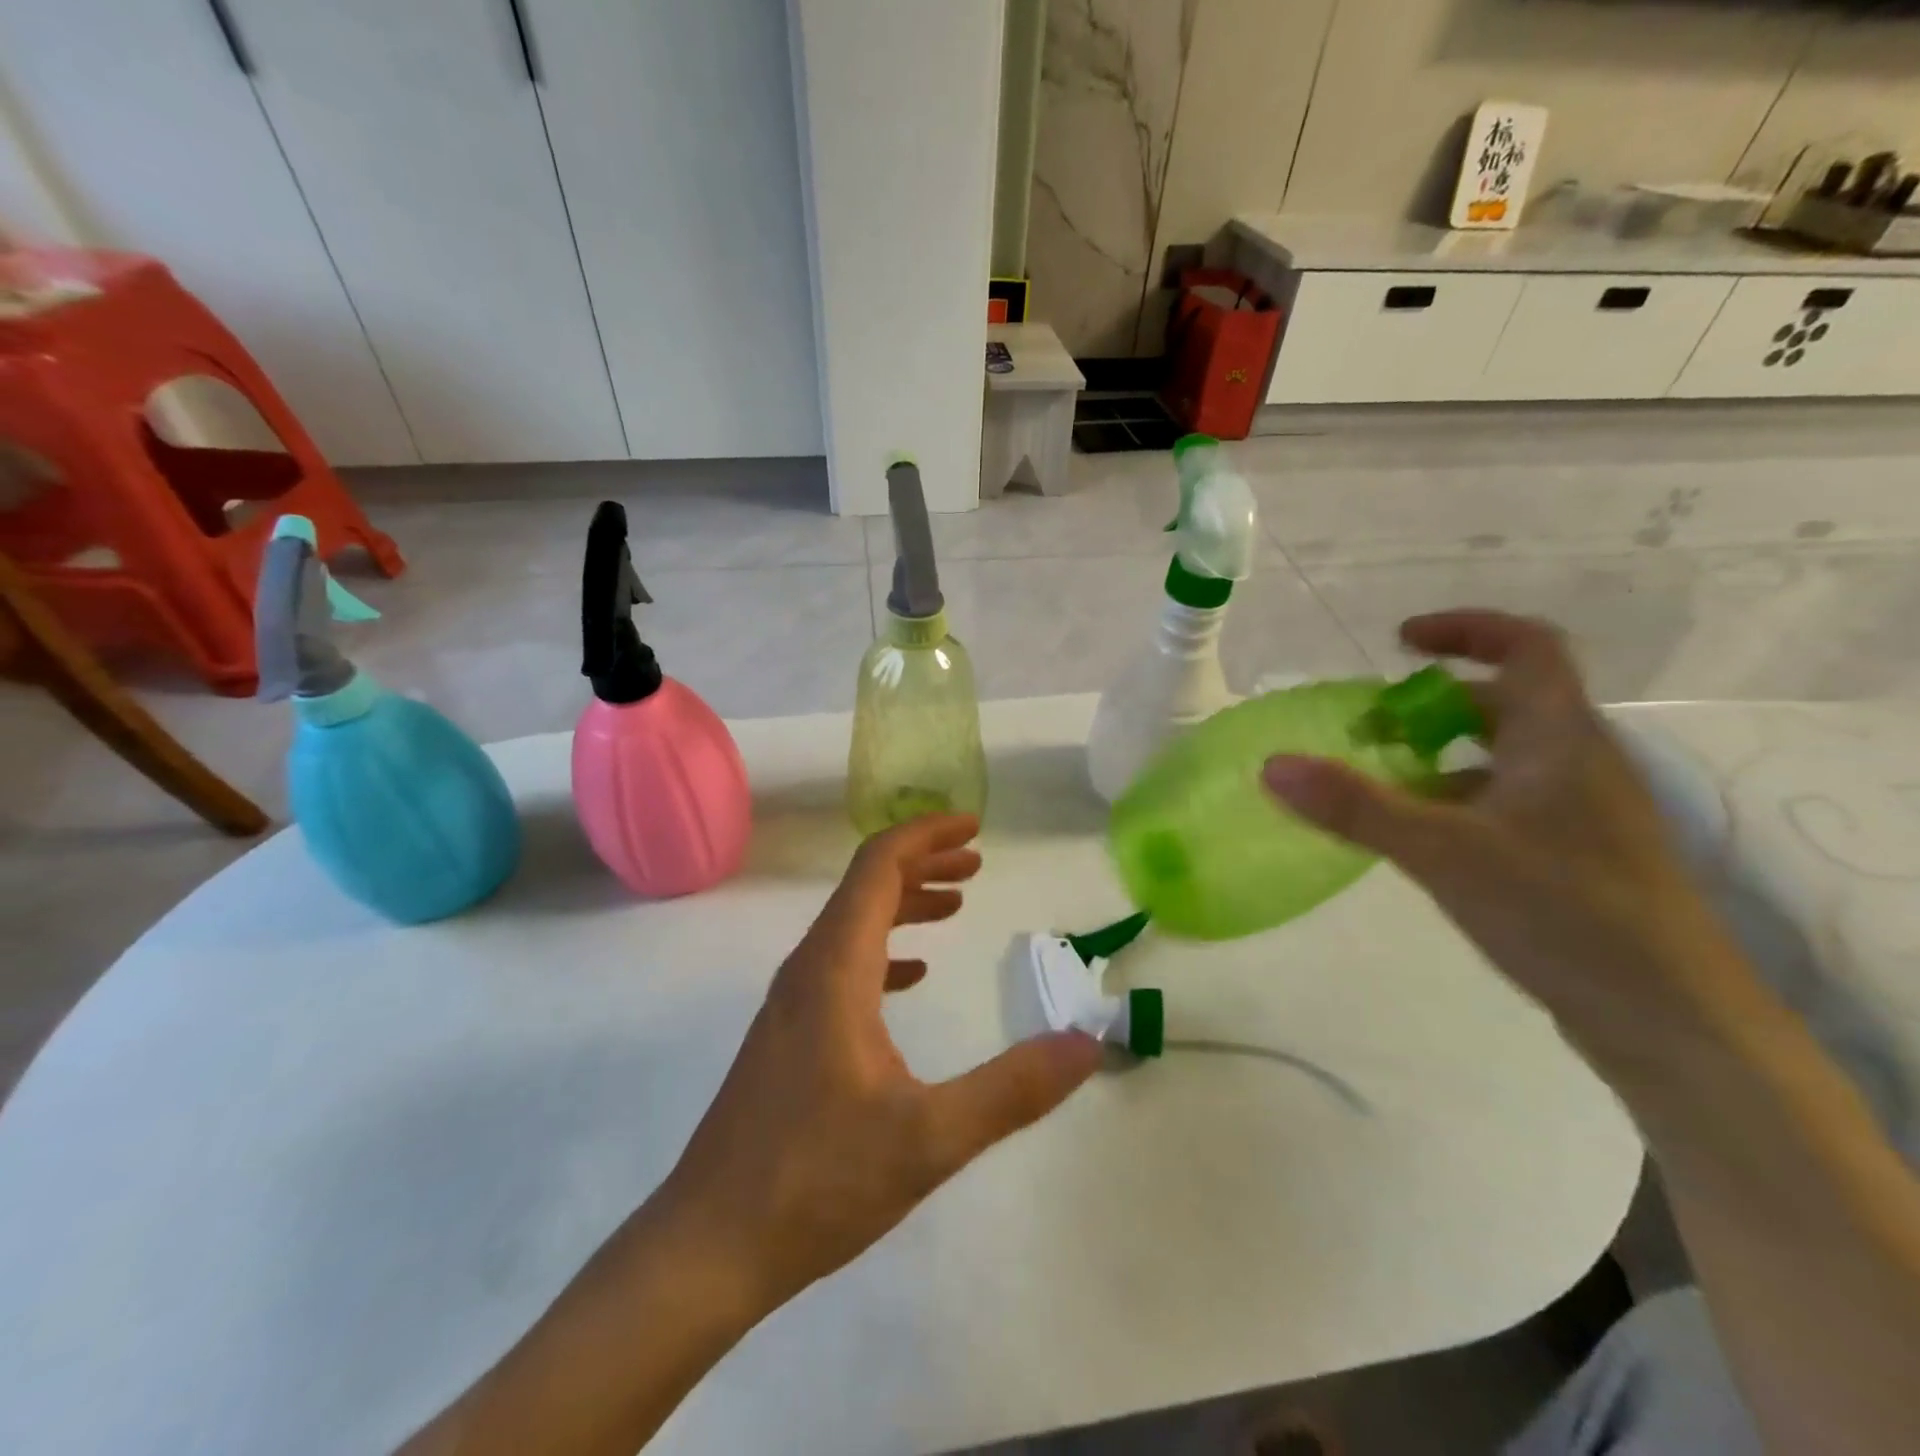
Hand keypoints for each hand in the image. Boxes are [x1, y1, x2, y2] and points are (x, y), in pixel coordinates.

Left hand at [659, 814, 1101, 1316]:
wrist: (708, 1246)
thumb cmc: (815, 1181)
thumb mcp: (928, 1138)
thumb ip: (1012, 1089)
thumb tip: (1086, 1043)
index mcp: (835, 968)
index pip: (878, 867)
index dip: (926, 835)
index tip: (975, 827)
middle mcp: (808, 969)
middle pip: (865, 886)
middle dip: (923, 862)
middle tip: (976, 862)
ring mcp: (792, 1002)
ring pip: (853, 924)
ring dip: (904, 903)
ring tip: (955, 904)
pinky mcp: (788, 1034)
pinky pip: (842, 964)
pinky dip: (884, 949)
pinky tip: (911, 976)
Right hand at [1262, 610, 1748, 1062]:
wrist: (1672, 1022)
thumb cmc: (1564, 912)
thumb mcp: (1444, 852)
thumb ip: (1355, 806)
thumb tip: (1272, 764)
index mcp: (1560, 739)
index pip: (1526, 647)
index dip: (1465, 630)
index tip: (1399, 643)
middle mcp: (1576, 763)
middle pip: (1503, 704)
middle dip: (1429, 707)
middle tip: (1365, 730)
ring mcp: (1579, 814)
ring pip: (1499, 759)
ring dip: (1436, 758)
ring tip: (1375, 785)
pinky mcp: (1573, 858)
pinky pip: (1502, 804)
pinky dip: (1452, 803)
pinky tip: (1414, 840)